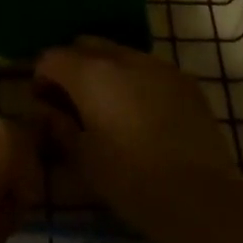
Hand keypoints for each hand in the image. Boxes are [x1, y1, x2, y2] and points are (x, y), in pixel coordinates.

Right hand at [34, 38, 235, 231]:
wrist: (200, 196)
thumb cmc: (130, 180)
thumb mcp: (83, 158)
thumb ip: (60, 126)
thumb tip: (48, 111)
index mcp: (90, 73)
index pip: (52, 57)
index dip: (41, 78)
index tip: (44, 104)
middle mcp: (122, 58)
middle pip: (85, 45)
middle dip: (73, 66)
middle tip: (73, 102)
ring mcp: (158, 65)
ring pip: (120, 54)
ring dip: (106, 71)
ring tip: (109, 108)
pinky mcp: (185, 81)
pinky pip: (149, 69)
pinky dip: (136, 81)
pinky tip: (142, 114)